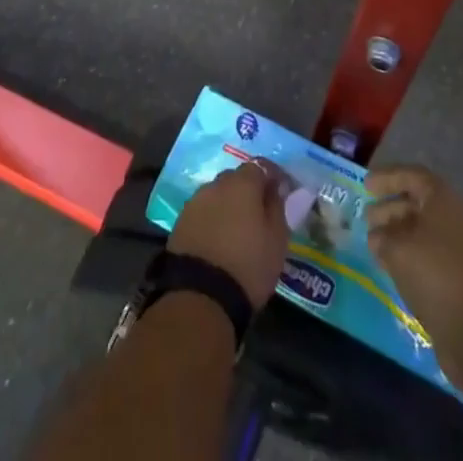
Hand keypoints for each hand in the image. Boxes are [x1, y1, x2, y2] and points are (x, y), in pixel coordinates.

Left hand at [168, 163, 292, 308]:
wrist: (200, 297)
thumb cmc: (248, 266)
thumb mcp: (277, 240)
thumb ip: (278, 207)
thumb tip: (276, 188)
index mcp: (243, 183)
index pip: (261, 166)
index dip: (273, 176)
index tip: (282, 192)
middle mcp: (217, 184)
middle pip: (236, 178)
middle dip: (249, 190)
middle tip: (259, 214)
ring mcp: (195, 201)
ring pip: (218, 195)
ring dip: (229, 205)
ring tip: (237, 229)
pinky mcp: (180, 222)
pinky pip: (203, 212)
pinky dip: (213, 219)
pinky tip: (218, 239)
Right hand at [366, 164, 462, 393]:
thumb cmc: (434, 273)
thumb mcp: (398, 249)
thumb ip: (382, 237)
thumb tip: (377, 236)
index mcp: (444, 199)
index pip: (412, 176)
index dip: (387, 178)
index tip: (366, 186)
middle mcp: (454, 216)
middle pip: (418, 202)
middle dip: (390, 208)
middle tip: (366, 217)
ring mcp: (460, 247)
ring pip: (422, 230)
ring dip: (397, 233)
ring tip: (373, 244)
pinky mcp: (459, 274)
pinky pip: (428, 252)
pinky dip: (408, 254)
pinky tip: (389, 265)